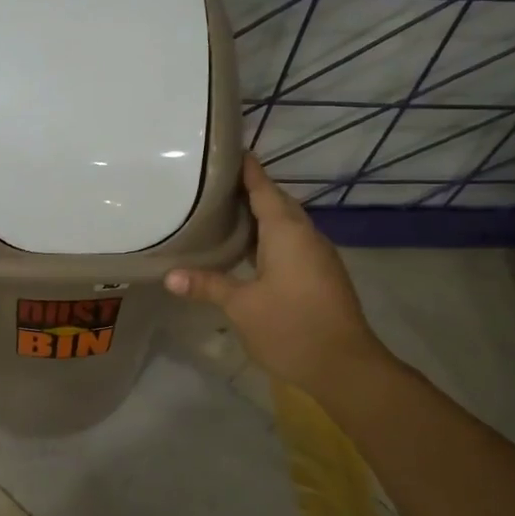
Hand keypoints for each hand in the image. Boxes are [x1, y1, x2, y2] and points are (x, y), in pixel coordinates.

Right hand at [165, 155, 387, 395]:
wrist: (345, 366)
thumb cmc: (290, 327)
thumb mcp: (241, 306)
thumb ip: (208, 285)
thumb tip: (169, 275)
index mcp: (286, 232)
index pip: (264, 188)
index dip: (246, 169)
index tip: (227, 150)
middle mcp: (306, 235)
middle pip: (277, 203)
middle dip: (250, 191)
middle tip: (214, 184)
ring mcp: (317, 255)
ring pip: (286, 224)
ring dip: (260, 216)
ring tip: (225, 213)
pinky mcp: (321, 275)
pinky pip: (292, 243)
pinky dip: (269, 237)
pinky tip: (249, 250)